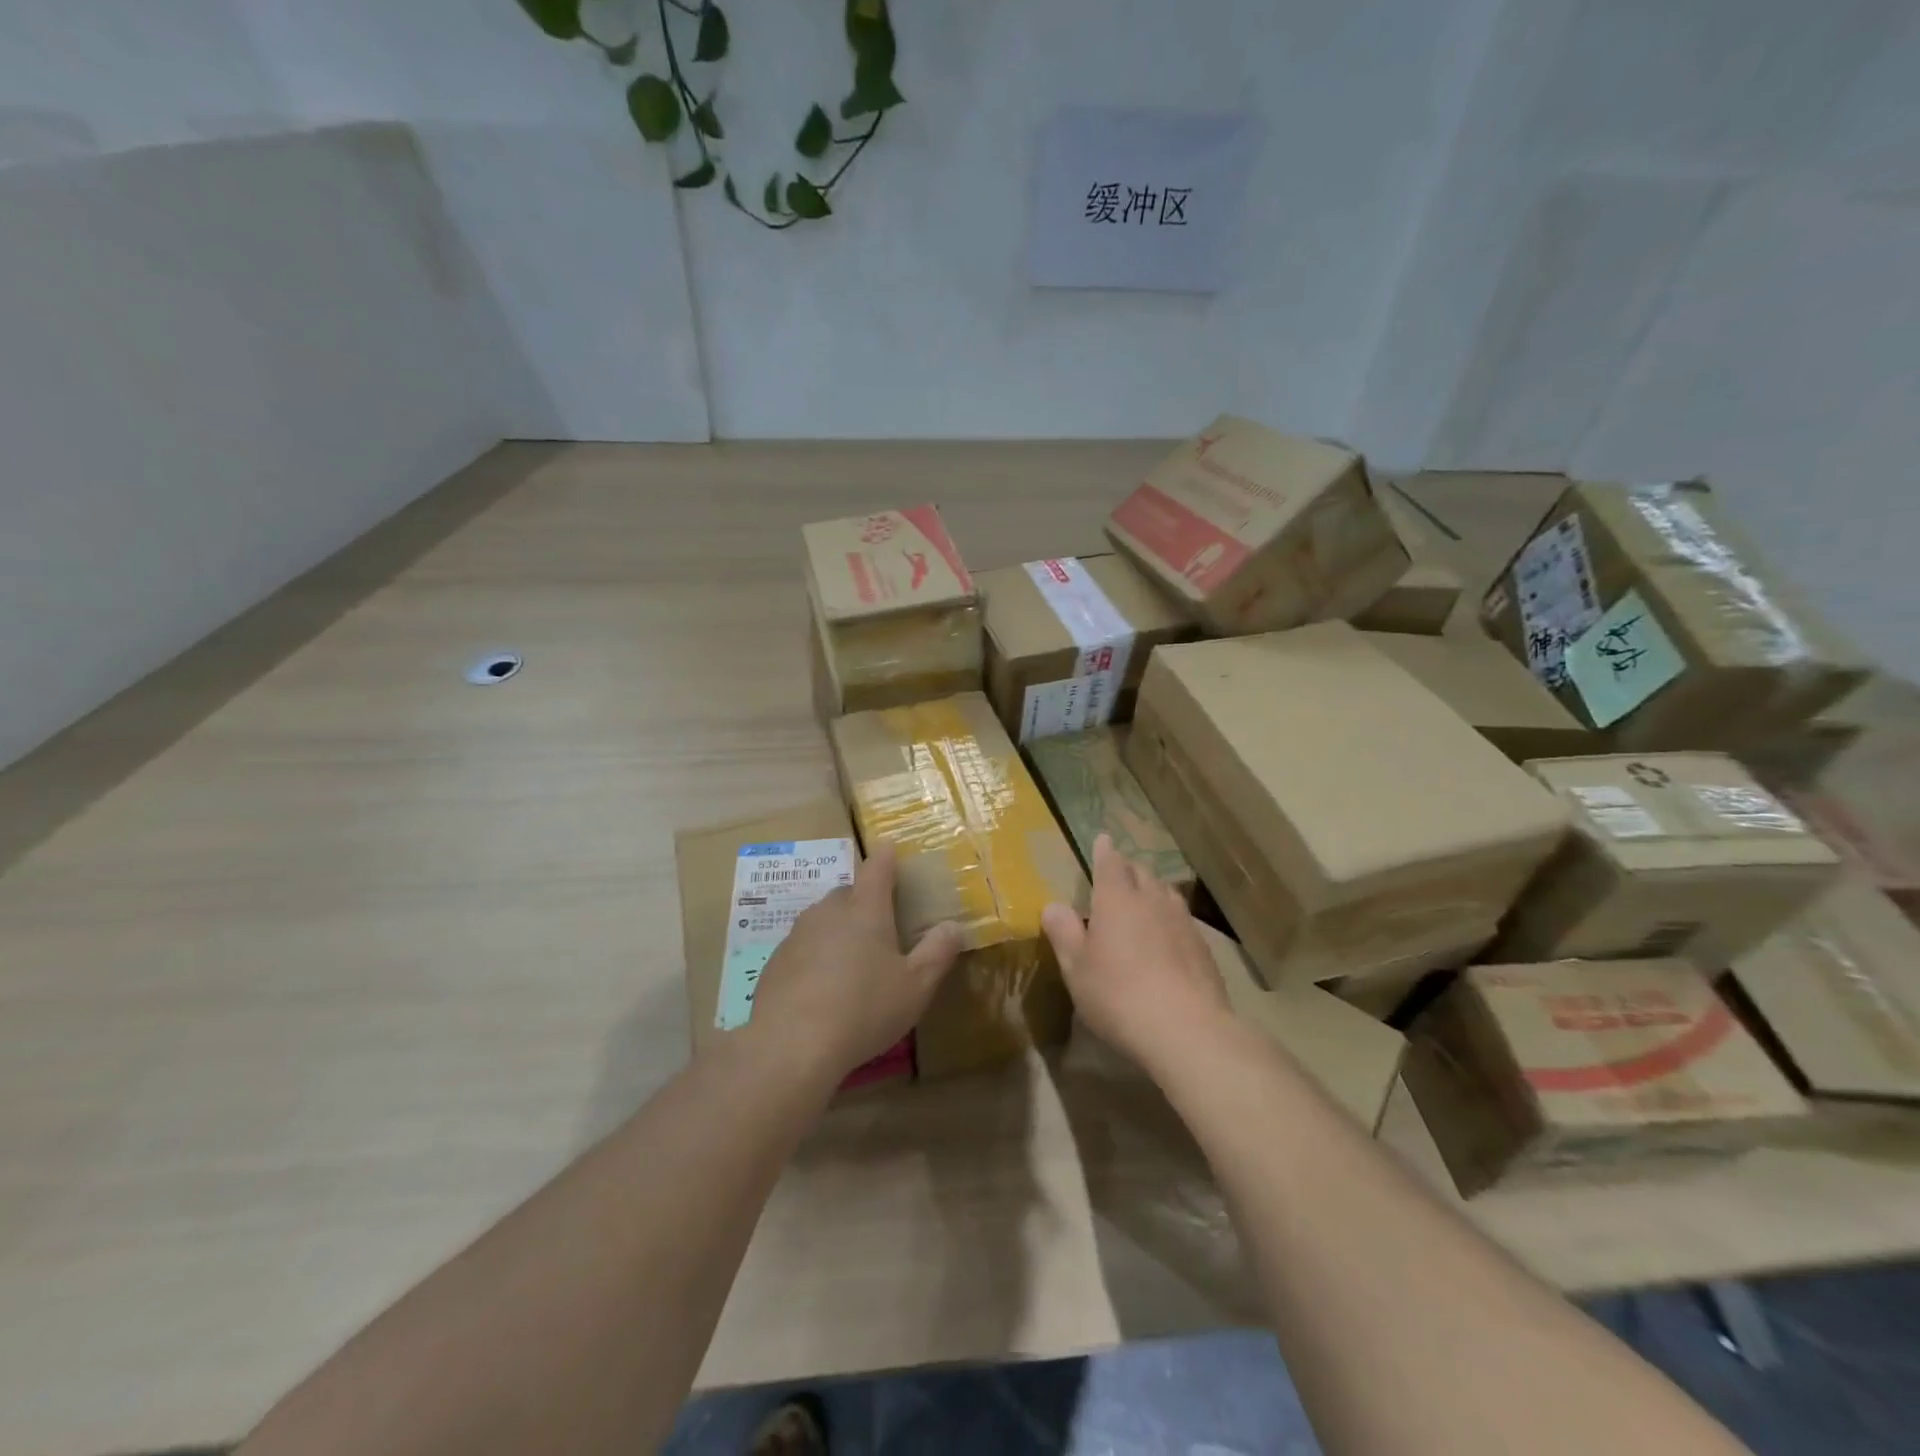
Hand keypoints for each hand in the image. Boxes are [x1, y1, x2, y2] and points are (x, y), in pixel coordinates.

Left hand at [747, 842, 963, 1081]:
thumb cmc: (864, 1009)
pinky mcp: (776, 961)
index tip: (890, 847)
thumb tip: (953, 925)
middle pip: (849, 893)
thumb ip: (938, 952)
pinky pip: (803, 947)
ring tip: (852, 960)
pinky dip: (815, 956)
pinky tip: (821, 987)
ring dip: (838, 929)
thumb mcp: (916, 986)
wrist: (790, 1045)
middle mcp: (829, 911)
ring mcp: (797, 934)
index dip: (886, 857)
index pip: (877, 868)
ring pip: (823, 919)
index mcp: (866, 909)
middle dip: (864, 901)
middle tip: (880, 925)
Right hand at [1042, 834, 1232, 1078]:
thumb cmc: (1118, 994)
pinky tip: (1168, 937)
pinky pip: (1183, 919)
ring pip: (1166, 893)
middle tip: (1119, 873)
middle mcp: (1152, 900)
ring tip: (1144, 899)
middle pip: (1142, 873)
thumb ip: (1064, 932)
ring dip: (1153, 890)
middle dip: (1129, 869)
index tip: (1103, 839)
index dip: (1104, 851)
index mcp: (1116, 899)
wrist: (1186, 1029)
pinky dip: (1170, 919)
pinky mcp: (1203, 947)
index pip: (1110, 863)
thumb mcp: (1076, 967)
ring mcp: (1182, 922)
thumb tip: (1053, 905)